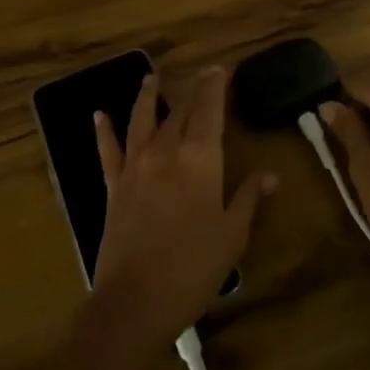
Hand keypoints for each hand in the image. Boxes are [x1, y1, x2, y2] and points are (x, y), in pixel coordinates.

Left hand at [91, 68, 275, 346]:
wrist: (135, 301)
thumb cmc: (194, 268)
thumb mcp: (233, 234)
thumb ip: (249, 197)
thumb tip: (270, 174)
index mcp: (200, 158)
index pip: (209, 109)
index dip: (215, 86)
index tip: (220, 69)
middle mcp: (166, 151)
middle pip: (180, 110)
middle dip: (192, 88)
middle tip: (200, 73)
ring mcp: (135, 166)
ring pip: (141, 119)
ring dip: (147, 95)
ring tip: (151, 77)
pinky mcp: (113, 186)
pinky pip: (108, 150)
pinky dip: (104, 131)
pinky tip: (99, 115)